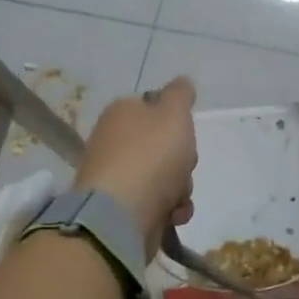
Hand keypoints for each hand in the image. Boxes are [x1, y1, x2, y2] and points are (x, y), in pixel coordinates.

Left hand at [73, 78, 198, 258]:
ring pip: (164, 176)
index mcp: (121, 112)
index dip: (176, 121)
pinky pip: (156, 204)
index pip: (154, 108)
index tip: (184, 134)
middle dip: (182, 160)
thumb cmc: (151, 156)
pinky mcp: (119, 209)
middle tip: (183, 165)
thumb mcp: (174, 113)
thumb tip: (181, 82)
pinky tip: (172, 216)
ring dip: (180, 188)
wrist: (120, 216)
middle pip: (163, 146)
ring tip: (176, 198)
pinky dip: (169, 210)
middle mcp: (113, 141)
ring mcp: (115, 177)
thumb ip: (180, 94)